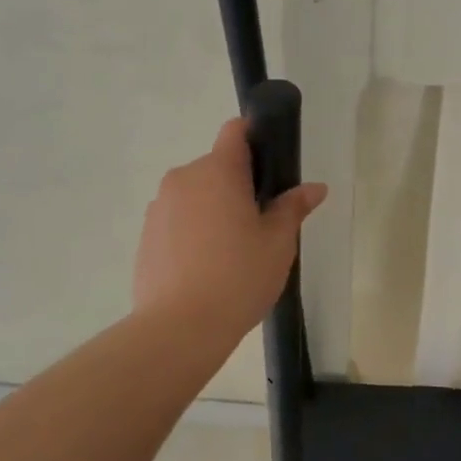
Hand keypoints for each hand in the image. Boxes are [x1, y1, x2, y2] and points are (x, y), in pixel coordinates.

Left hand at [133, 118, 326, 336]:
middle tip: (260, 222)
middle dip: (238, 184)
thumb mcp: (278, 243)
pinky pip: (177, 219)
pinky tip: (205, 266)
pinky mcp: (146, 235)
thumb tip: (314, 188)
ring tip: (231, 250)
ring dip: (213, 208)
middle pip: (216, 166)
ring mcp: (160, 206)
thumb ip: (293, 208)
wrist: (179, 328)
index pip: (235, 131)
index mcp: (219, 171)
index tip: (270, 166)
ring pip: (195, 194)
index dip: (254, 138)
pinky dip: (192, 230)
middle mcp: (184, 178)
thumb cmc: (238, 277)